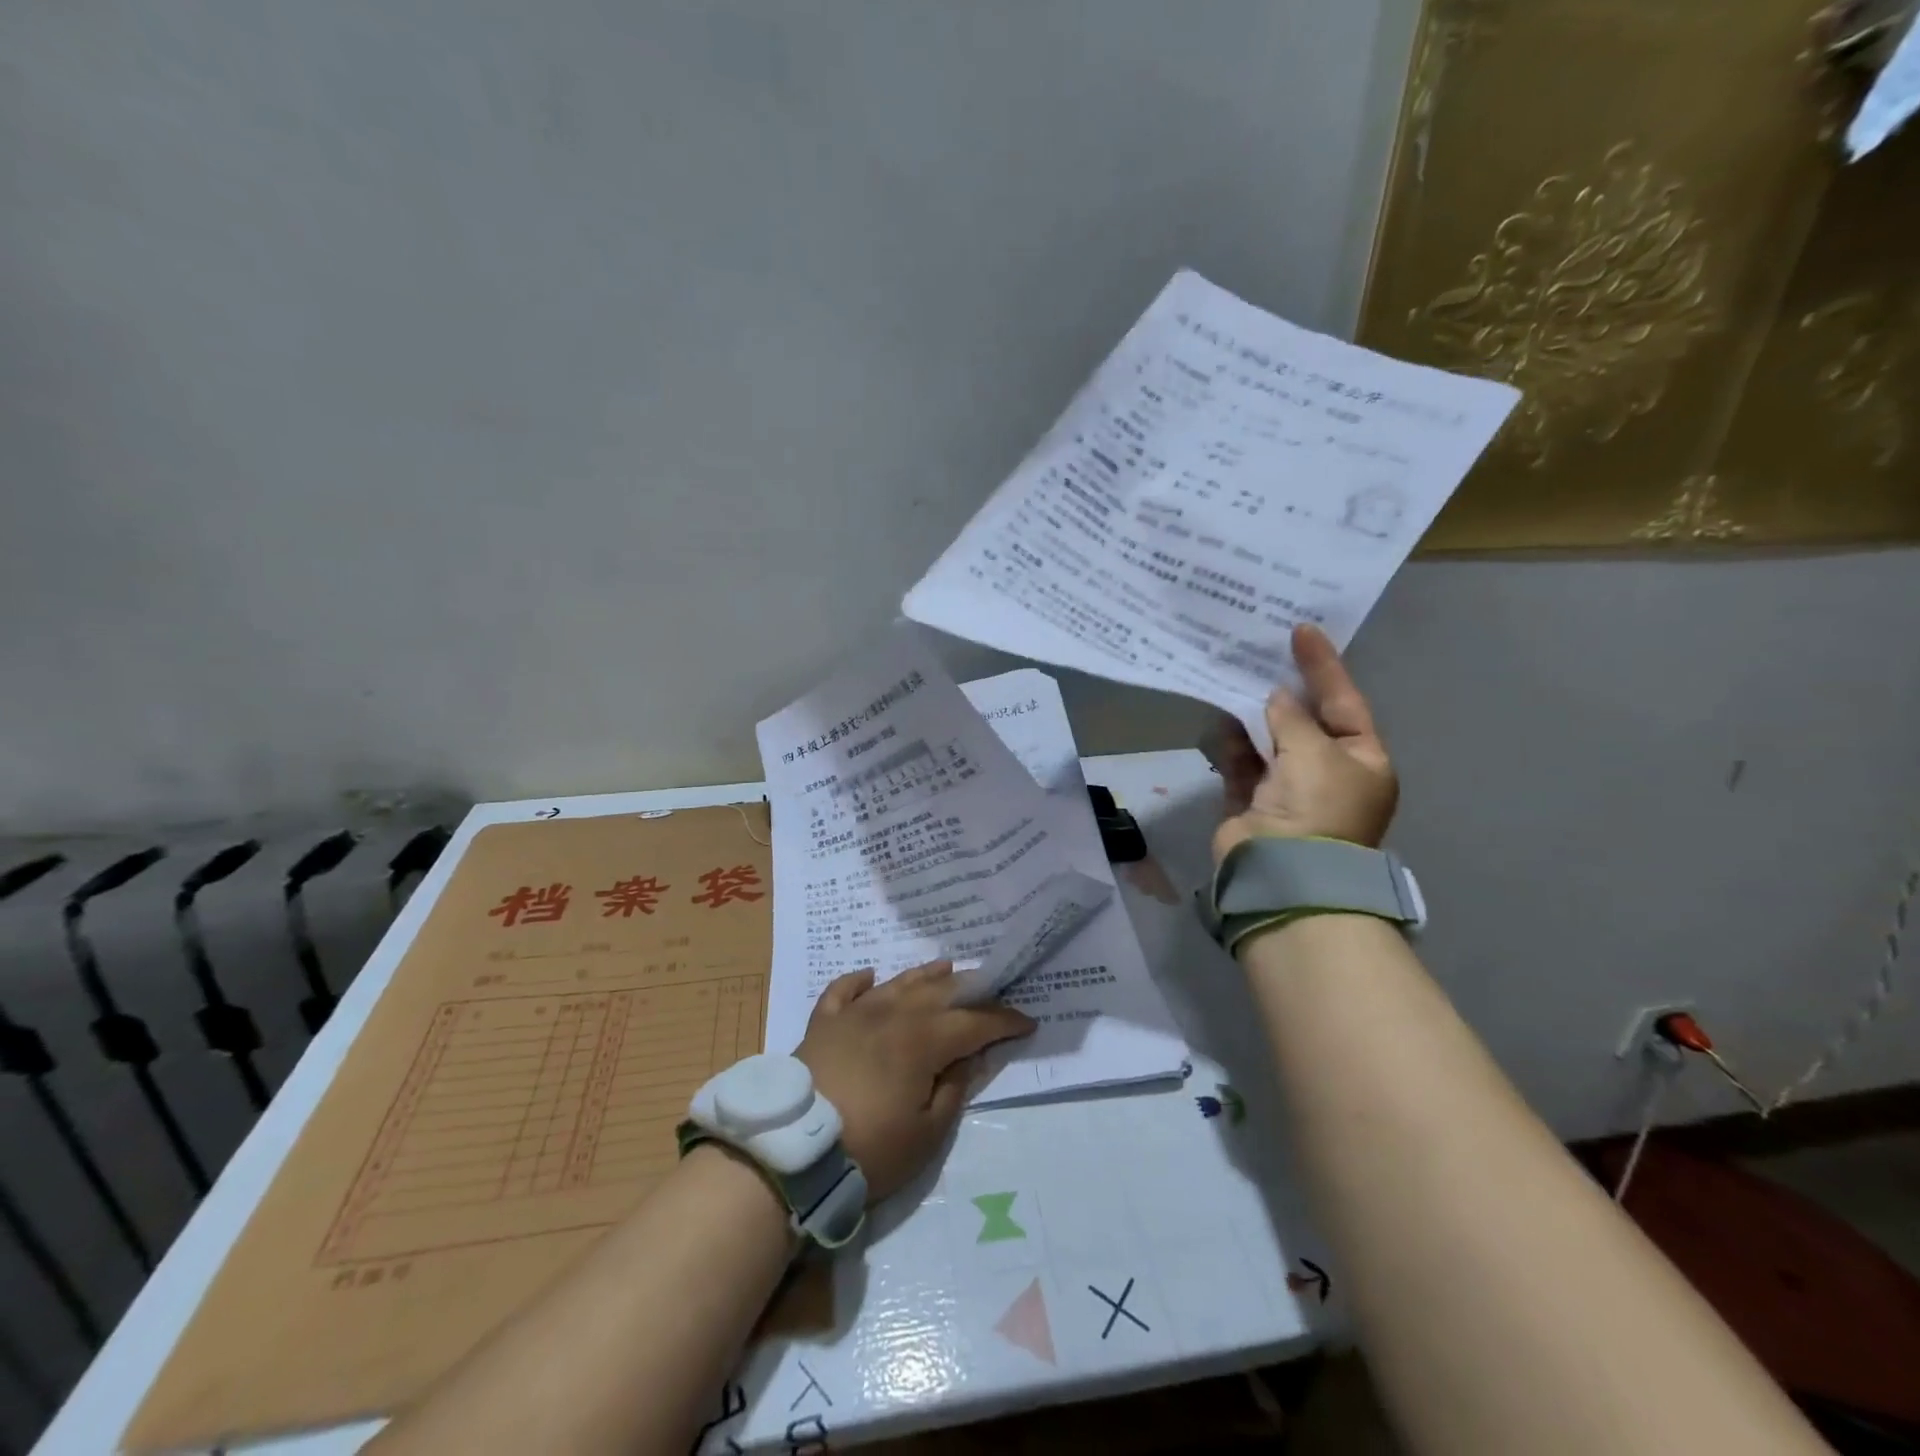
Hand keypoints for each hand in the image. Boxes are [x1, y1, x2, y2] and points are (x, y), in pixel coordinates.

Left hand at [795, 961, 1034, 1200]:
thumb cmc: (869, 1150)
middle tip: (991, 989)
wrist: (793, 1153)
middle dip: (970, 989)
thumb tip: (971, 1055)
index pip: (974, 1022)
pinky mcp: (823, 1024)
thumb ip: (954, 1088)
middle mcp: (892, 1014)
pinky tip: (870, 976)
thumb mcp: (927, 1134)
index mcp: (923, 1040)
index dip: (1003, 1020)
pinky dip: (858, 980)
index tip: (1027, 1021)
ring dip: (924, 974)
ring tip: (945, 966)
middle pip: (938, 992)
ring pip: (897, 983)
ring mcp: (854, 1014)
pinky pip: (843, 991)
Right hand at [1203, 623, 1397, 865]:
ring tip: (1231, 678)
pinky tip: (1217, 720)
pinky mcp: (1252, 801)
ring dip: (1252, 714)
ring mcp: (1289, 789)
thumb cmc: (1316, 807)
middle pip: (1305, 720)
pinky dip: (1231, 743)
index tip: (1302, 630)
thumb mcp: (1314, 752)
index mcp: (1362, 761)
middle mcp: (1328, 773)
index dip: (1324, 666)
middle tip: (1259, 651)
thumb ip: (1291, 717)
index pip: (1345, 702)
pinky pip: (1241, 761)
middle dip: (1283, 690)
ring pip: (1269, 740)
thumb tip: (1274, 697)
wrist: (1283, 873)